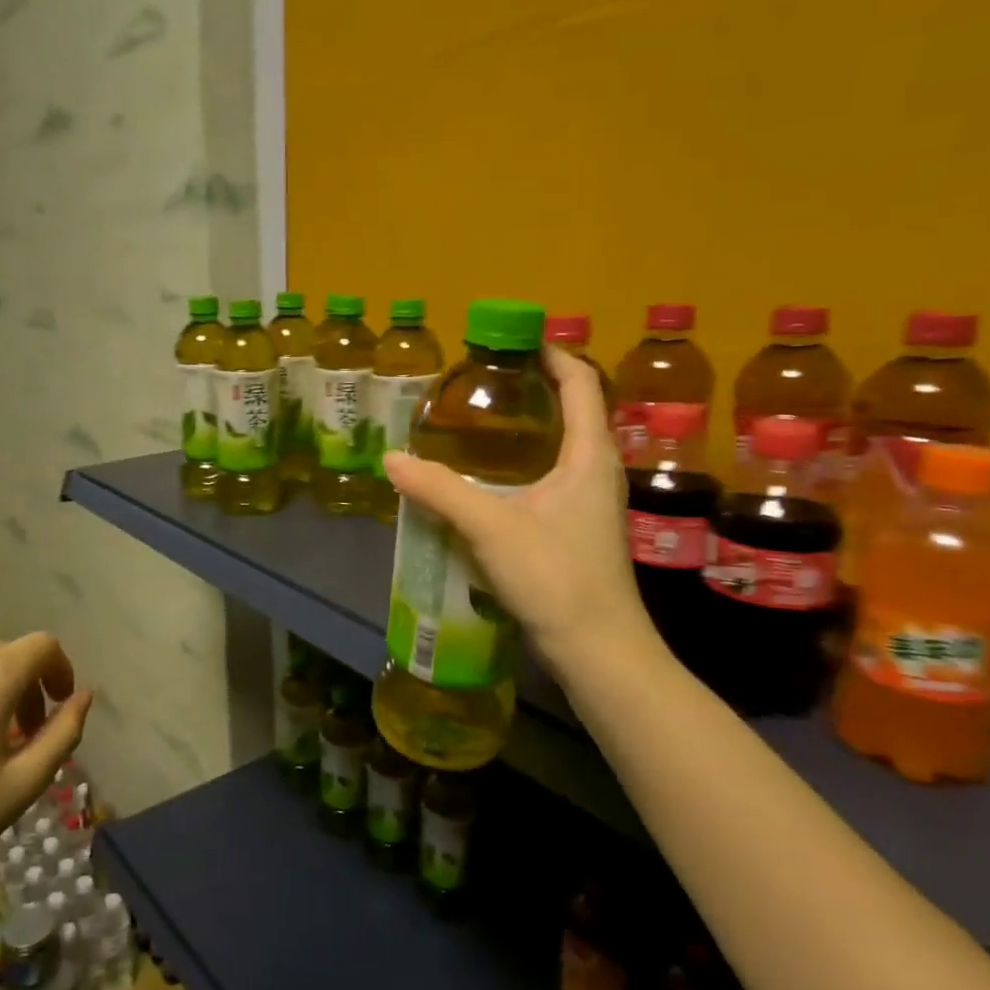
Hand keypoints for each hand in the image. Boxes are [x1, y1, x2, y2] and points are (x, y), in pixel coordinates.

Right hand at [381, 349, 658, 681]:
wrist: (598, 649)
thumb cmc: (556, 577)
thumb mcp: (491, 527)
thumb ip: (439, 491)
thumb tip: (391, 460)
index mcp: (589, 456)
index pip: (581, 385)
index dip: (554, 356)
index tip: (517, 340)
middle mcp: (597, 472)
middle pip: (574, 412)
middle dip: (535, 390)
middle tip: (485, 382)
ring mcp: (591, 504)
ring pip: (563, 449)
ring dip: (529, 430)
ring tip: (482, 424)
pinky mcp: (579, 531)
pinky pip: (553, 479)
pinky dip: (525, 465)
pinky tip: (490, 483)